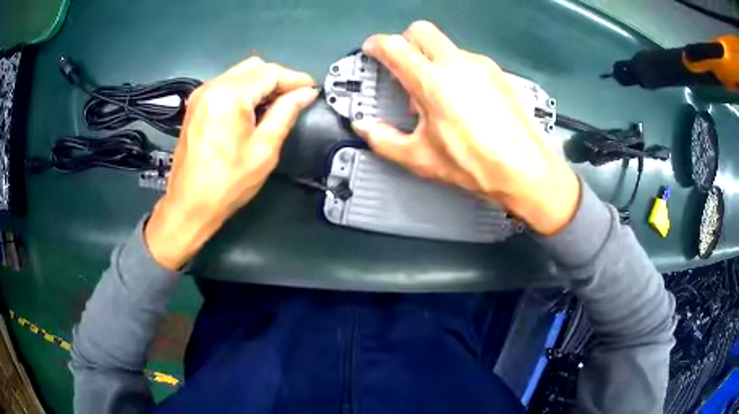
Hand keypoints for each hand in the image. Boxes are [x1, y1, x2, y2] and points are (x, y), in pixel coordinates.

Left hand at [145, 57, 317, 269]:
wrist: (189, 205)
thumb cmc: (227, 183)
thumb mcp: (264, 149)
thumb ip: (286, 113)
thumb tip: (305, 94)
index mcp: (229, 95)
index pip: (270, 73)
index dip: (295, 79)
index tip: (312, 89)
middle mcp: (212, 87)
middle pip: (254, 67)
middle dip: (279, 78)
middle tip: (295, 99)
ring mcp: (201, 94)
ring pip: (240, 73)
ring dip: (261, 83)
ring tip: (276, 105)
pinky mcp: (196, 104)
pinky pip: (227, 84)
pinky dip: (245, 90)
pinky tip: (253, 109)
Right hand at [352, 21, 579, 235]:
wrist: (526, 169)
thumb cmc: (474, 164)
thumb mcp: (421, 157)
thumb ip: (384, 139)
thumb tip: (363, 126)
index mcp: (432, 81)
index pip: (394, 47)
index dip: (376, 45)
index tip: (371, 51)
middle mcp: (456, 63)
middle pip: (421, 31)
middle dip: (404, 41)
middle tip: (401, 65)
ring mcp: (480, 65)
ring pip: (445, 45)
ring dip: (430, 58)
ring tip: (433, 92)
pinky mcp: (497, 73)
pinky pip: (466, 59)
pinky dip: (453, 68)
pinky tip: (460, 97)